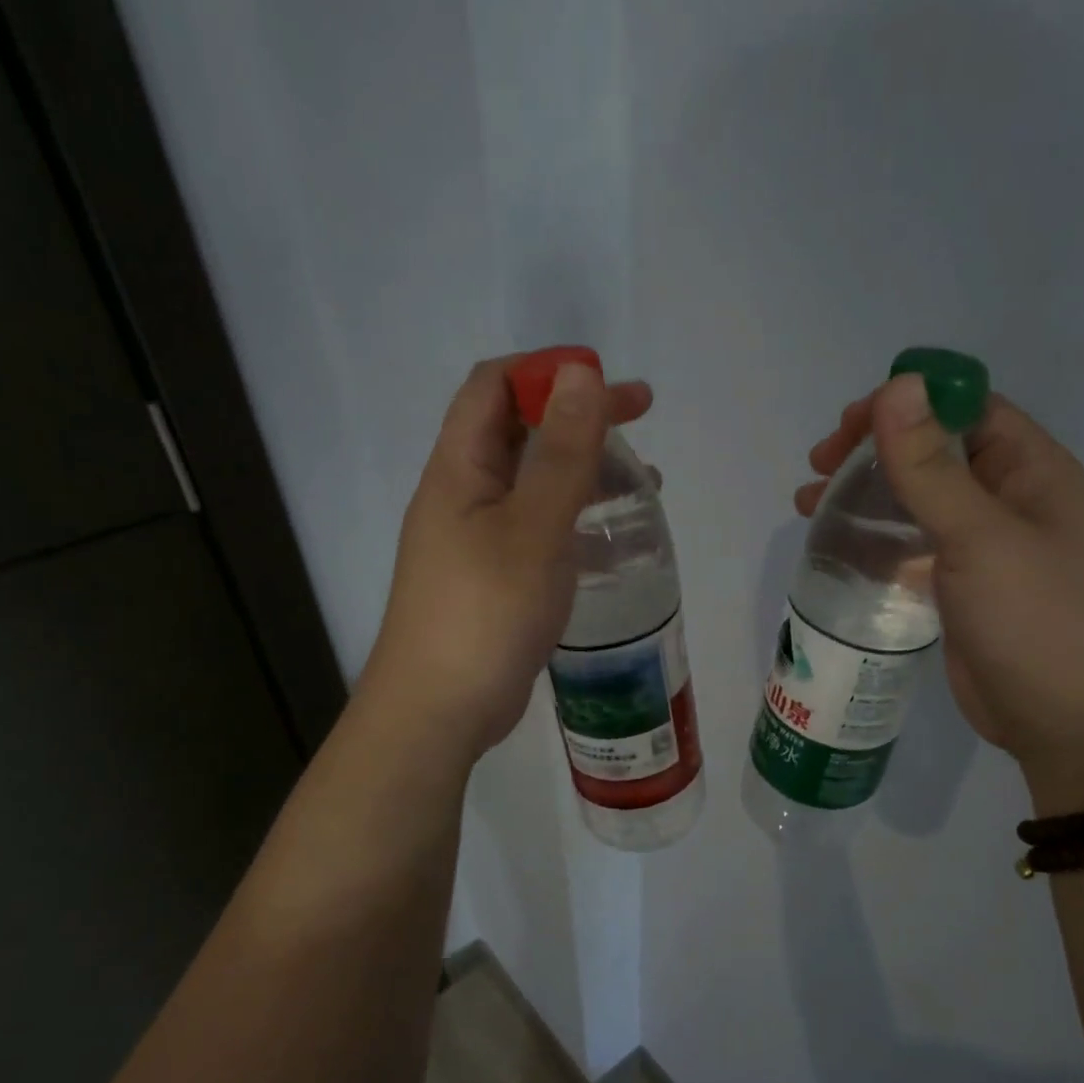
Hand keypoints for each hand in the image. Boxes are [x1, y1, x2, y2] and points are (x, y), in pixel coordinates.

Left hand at [365, 356, 651, 759]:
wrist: (439, 712)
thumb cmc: (486, 613)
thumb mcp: (533, 527)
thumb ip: (560, 452)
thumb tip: (578, 372)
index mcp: (459, 468)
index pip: (494, 386)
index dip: (548, 371)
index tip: (608, 383)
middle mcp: (463, 495)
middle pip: (519, 431)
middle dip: (579, 417)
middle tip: (641, 419)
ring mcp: (477, 540)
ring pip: (534, 484)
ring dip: (585, 472)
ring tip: (644, 486)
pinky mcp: (495, 580)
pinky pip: (539, 532)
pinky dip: (578, 523)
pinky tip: (614, 545)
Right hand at [796, 376, 1083, 802]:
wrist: (1061, 721)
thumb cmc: (1033, 619)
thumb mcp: (979, 536)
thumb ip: (932, 465)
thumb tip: (897, 384)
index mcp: (1029, 470)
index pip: (964, 408)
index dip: (906, 405)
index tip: (847, 426)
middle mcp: (1006, 498)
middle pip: (932, 451)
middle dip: (873, 450)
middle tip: (818, 467)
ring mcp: (980, 545)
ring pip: (913, 499)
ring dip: (863, 493)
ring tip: (808, 502)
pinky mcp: (956, 585)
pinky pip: (908, 544)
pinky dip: (872, 538)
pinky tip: (836, 545)